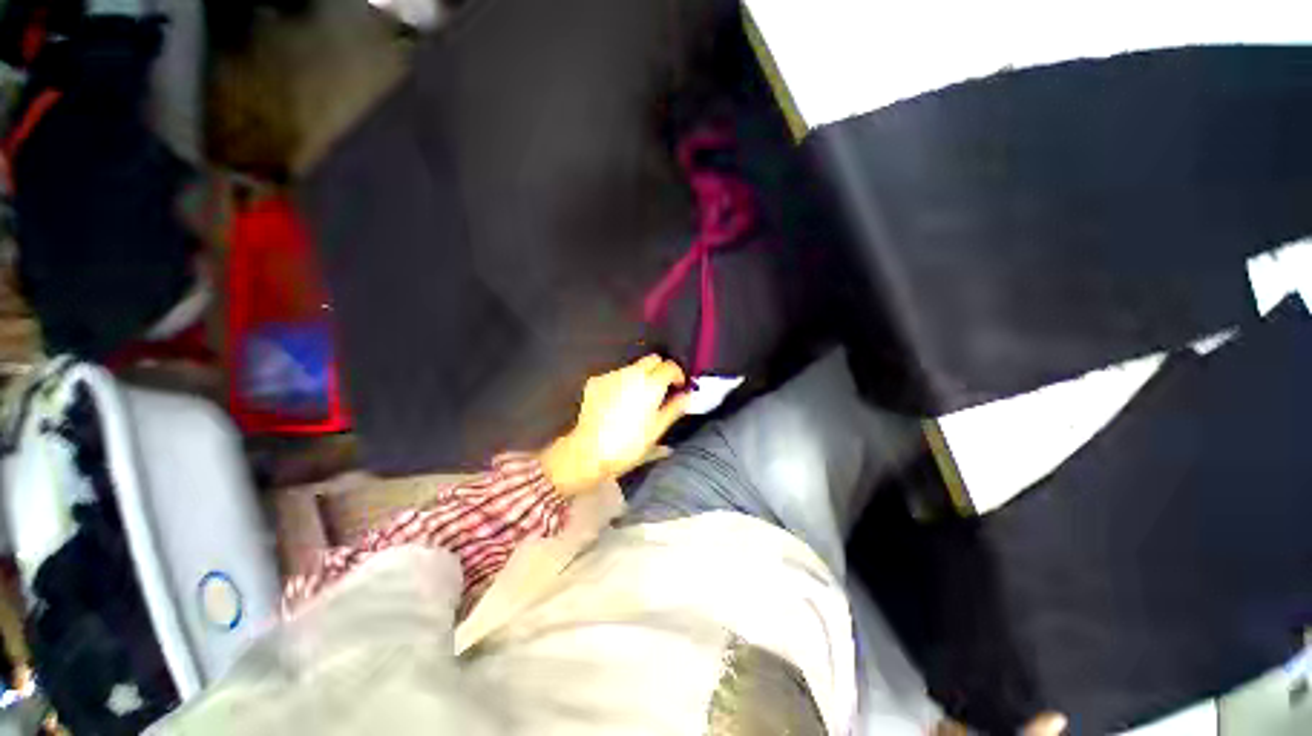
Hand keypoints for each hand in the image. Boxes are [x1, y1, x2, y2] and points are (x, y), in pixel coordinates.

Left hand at [541, 355, 690, 494]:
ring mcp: (611, 375)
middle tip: (661, 390)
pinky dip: (621, 384)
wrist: (589, 452)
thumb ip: (674, 408)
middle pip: (652, 360)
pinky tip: (618, 403)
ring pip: (632, 367)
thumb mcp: (657, 430)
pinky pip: (615, 376)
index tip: (678, 387)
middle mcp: (631, 373)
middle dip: (660, 370)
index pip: (670, 366)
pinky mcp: (595, 381)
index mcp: (651, 384)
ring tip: (637, 399)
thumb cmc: (628, 445)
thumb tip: (687, 396)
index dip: (677, 375)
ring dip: (640, 377)